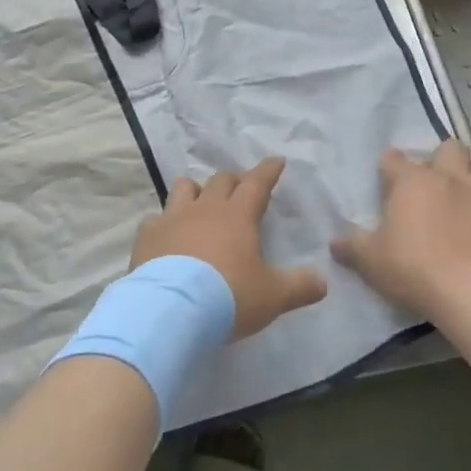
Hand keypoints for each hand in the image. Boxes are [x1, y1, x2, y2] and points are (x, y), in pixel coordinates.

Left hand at [132, 159, 326, 339]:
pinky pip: (156, 219)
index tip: (276, 161)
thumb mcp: (272, 297)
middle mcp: (205, 208)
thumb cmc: (228, 297)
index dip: (268, 171)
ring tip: (200, 200)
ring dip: (195, 190)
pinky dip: (163, 223)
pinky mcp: (148, 235)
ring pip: (185, 188)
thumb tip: (323, 282)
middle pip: (221, 180)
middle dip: (234, 180)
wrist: (171, 309)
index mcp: (238, 216)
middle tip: (241, 187)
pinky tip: (166, 235)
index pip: (257, 183)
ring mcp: (173, 218)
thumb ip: (299, 287)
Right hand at [332, 141, 470, 316]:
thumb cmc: (412, 268)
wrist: (469, 292)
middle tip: (436, 178)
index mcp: (410, 181)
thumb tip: (334, 244)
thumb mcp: (370, 260)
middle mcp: (447, 177)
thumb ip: (351, 247)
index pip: (394, 158)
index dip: (389, 166)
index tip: (386, 177)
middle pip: (449, 146)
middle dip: (442, 156)